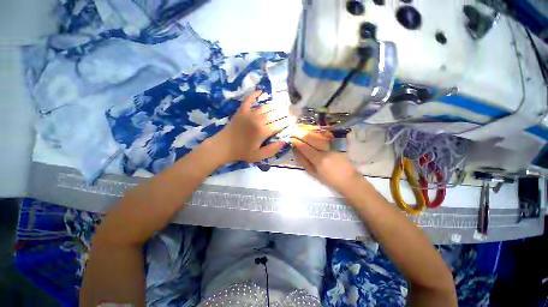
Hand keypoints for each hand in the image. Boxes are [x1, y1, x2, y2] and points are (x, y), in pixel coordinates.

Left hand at [213, 90, 293, 163]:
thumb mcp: (258, 156)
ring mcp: (249, 114)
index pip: (279, 124)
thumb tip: (284, 141)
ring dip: (274, 105)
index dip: (287, 121)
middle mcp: (257, 120)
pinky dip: (255, 94)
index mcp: (262, 132)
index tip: (293, 119)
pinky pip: (249, 100)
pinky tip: (261, 91)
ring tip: (281, 104)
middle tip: (290, 110)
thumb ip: (272, 150)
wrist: (223, 146)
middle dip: (283, 112)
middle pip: (274, 114)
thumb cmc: (242, 152)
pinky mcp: (241, 111)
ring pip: (265, 107)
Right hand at [290, 126, 362, 193]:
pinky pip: (322, 139)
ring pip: (316, 136)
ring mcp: (330, 146)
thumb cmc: (329, 180)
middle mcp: (324, 150)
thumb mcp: (314, 173)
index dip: (296, 141)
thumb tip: (296, 151)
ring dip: (307, 133)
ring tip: (299, 132)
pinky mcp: (335, 146)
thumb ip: (304, 162)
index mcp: (318, 159)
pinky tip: (310, 136)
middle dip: (300, 134)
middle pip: (310, 138)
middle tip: (293, 132)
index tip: (290, 138)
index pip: (304, 147)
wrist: (349, 180)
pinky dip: (313, 136)